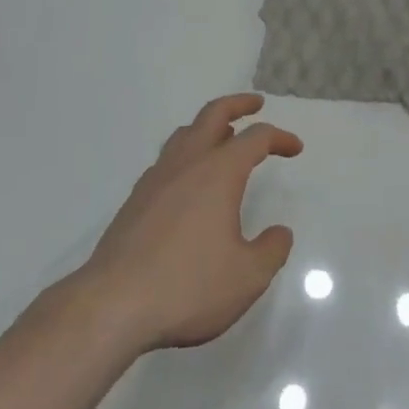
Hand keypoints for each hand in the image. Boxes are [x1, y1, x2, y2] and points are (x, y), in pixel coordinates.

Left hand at [79, 93, 302, 352]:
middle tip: (255, 104)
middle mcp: (188, 163)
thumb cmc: (188, 286)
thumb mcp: (247, 278)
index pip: (256, 138)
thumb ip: (271, 251)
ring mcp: (157, 178)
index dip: (279, 138)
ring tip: (222, 136)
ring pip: (185, 133)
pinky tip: (188, 181)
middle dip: (238, 104)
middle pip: (214, 114)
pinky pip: (167, 160)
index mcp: (219, 171)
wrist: (113, 304)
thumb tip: (280, 233)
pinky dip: (186, 154)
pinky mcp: (136, 200)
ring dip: (208, 127)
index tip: (295, 148)